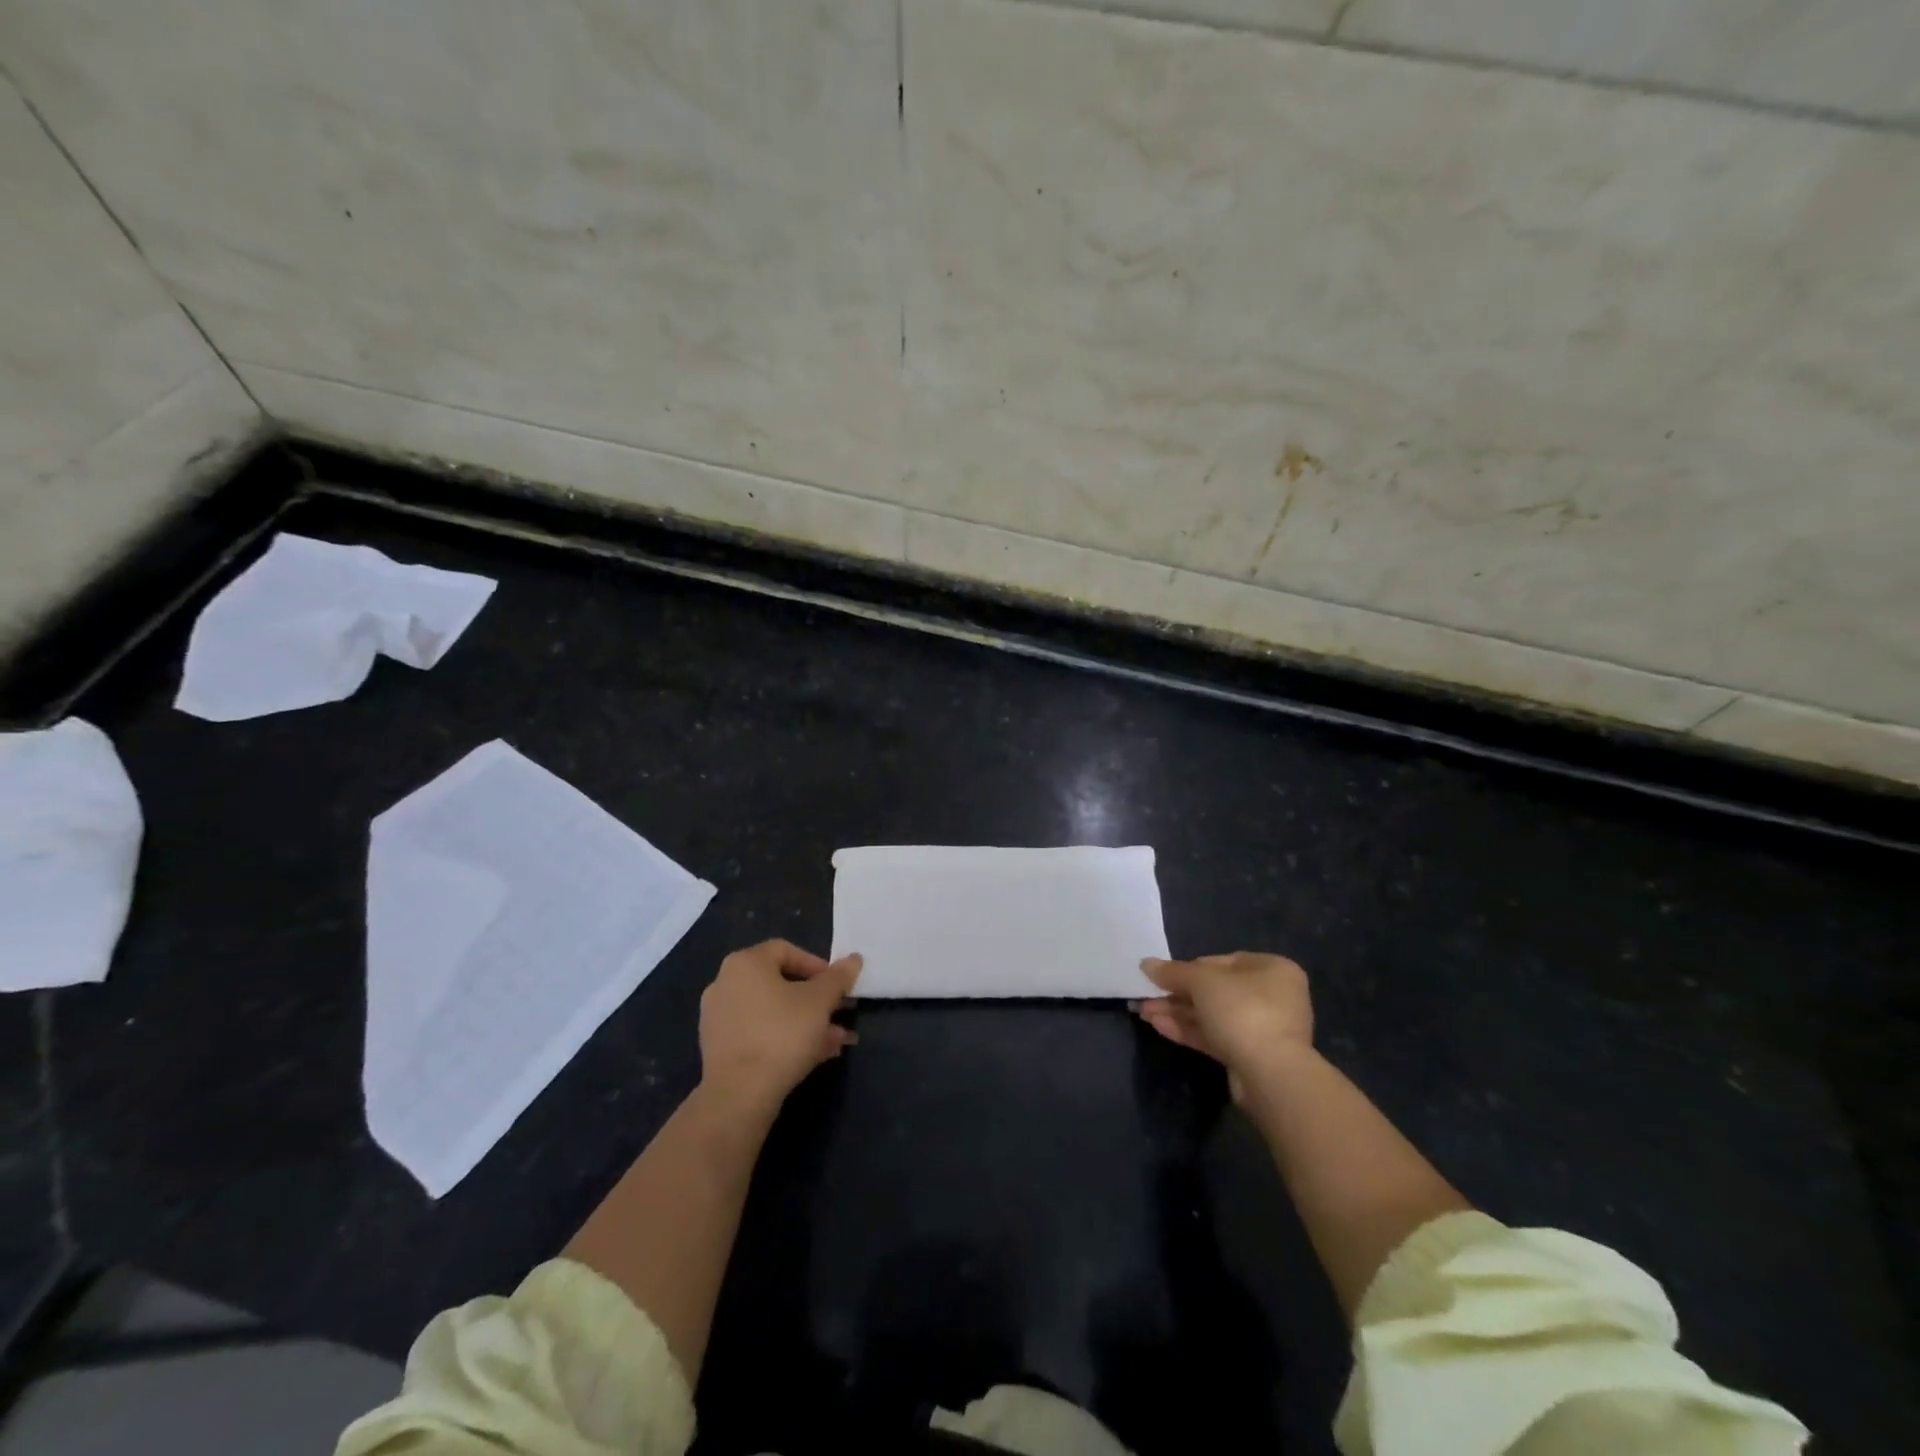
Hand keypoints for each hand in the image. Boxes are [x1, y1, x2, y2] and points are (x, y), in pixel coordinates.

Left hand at [699, 940, 861, 1117]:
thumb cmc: (782, 1034)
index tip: (837, 985)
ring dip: (806, 1021)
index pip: (786, 950)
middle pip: (780, 983)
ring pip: (772, 1012)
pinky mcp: (719, 1048)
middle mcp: (726, 984)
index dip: (817, 965)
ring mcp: (719, 1018)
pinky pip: (759, 1032)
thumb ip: (838, 977)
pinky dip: (785, 1037)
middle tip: (839, 1013)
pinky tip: (814, 1055)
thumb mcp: (820, 1001)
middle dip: (816, 999)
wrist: (739, 1094)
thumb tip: (854, 959)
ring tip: (836, 1040)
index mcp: (745, 963)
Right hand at [1135, 952, 1313, 1101]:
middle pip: (1214, 990)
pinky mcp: (1251, 1056)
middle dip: (1177, 994)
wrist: (1271, 1076)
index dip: (1189, 967)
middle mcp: (1272, 996)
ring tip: (1144, 1013)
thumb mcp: (1201, 981)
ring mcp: (1263, 1029)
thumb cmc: (1242, 1011)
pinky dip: (1188, 1030)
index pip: (1222, 961)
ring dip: (1177, 1013)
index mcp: (1272, 969)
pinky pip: (1215, 1037)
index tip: (1164, 976)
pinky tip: (1158, 1026)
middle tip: (1147, 996)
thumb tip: (1146, 964)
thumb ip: (1173, 971)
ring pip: (1212, 1015)